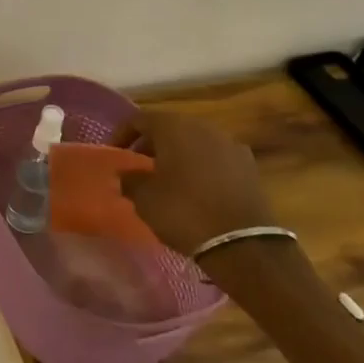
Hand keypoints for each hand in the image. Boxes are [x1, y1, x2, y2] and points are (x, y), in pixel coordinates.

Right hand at [110, 110, 273, 256]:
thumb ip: (130, 179)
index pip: (139, 119)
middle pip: (170, 127)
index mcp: (174, 128)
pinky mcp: (249, 167)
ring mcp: (231, 145)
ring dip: (178, 154)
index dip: (122, 134)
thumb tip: (126, 174)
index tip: (114, 152)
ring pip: (195, 142)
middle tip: (138, 164)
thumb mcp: (144, 198)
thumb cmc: (184, 212)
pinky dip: (201, 167)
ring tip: (166, 178)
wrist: (243, 243)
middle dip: (151, 143)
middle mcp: (204, 128)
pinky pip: (216, 159)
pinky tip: (195, 189)